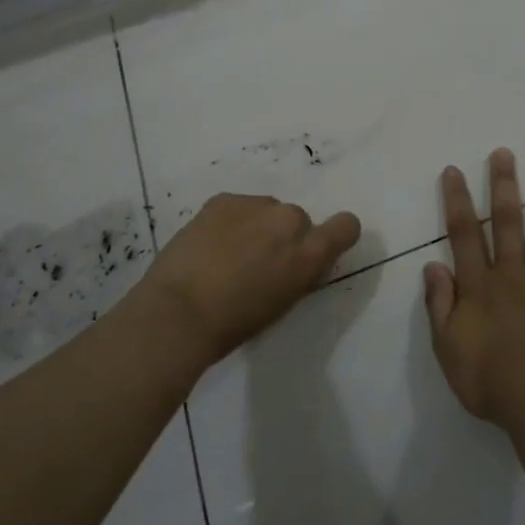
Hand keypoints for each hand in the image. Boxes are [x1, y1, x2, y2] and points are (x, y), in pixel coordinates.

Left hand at [144, 193, 361, 363]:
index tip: (315, 249)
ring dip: (255, 226)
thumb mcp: (283, 303)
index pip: (346, 226)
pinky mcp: (223, 200)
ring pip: (265, 211)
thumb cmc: (234, 324)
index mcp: (309, 253)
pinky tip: (208, 245)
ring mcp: (255, 205)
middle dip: (282, 236)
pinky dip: (229, 222)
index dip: (335, 235)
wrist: (178, 312)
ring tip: (225, 254)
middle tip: (256, 262)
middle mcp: (289, 221)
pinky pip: (237, 207)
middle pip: (297, 220)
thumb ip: (299, 274)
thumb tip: (298, 262)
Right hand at [425, 149, 524, 428]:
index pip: (464, 234)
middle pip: (507, 223)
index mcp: (480, 286)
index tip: (455, 170)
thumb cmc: (489, 381)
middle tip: (504, 153)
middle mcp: (513, 276)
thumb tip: (433, 266)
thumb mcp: (447, 348)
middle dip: (504, 186)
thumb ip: (440, 305)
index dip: (458, 201)